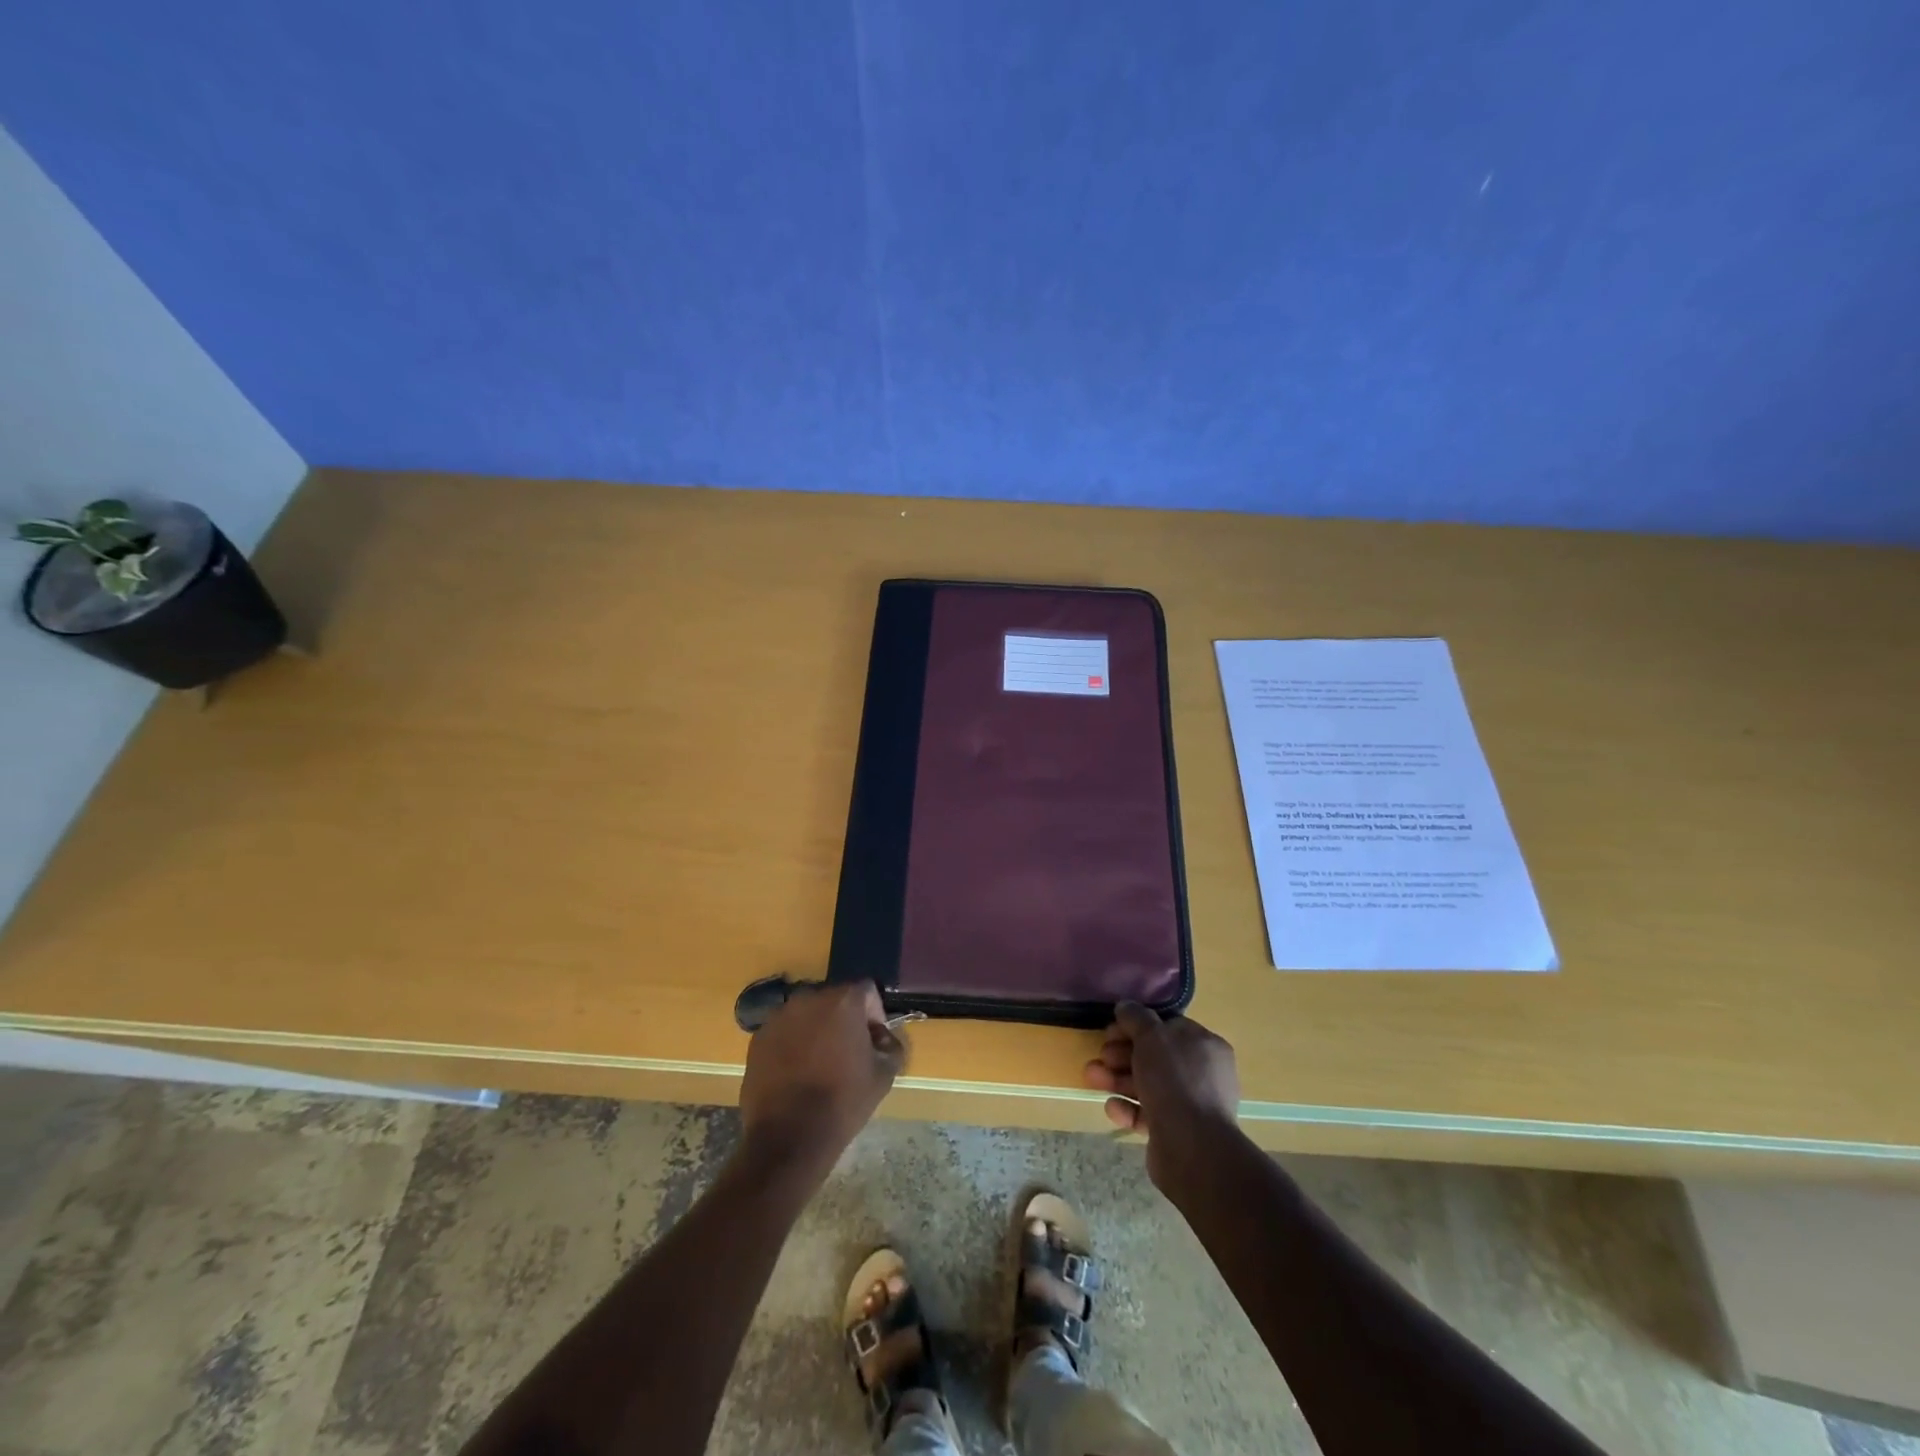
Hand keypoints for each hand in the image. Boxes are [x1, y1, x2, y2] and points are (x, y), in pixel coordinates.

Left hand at [738, 981, 903, 1174]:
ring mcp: (779, 1017)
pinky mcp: (758, 1039)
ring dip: (817, 1030)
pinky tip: (796, 1073)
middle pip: (834, 1000)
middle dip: (845, 1020)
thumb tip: (882, 1038)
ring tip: (820, 1064)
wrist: (788, 1137)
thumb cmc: (843, 1101)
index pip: (867, 991)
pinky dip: (793, 1044)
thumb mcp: (884, 1075)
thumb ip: (891, 1045)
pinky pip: (784, 1032)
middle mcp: (808, 998)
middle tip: (849, 1051)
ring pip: (807, 1015)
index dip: (875, 1013)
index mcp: (843, 1001)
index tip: (875, 1041)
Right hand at [1085, 1002, 1240, 1187]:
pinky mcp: (1176, 1132)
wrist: (1192, 1148)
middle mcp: (1202, 1074)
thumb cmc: (1174, 1080)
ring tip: (1091, 1077)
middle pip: (1154, 1057)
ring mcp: (1190, 1105)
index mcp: (1205, 1046)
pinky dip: (1128, 1108)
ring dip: (1117, 1079)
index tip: (1112, 1030)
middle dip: (1122, 1054)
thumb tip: (1126, 1006)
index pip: (1168, 1028)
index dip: (1137, 1026)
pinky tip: (1112, 1107)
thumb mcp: (1151, 1036)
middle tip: (1101, 1055)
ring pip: (1147, 1085)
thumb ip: (1136, 1017)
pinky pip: (1147, 1114)